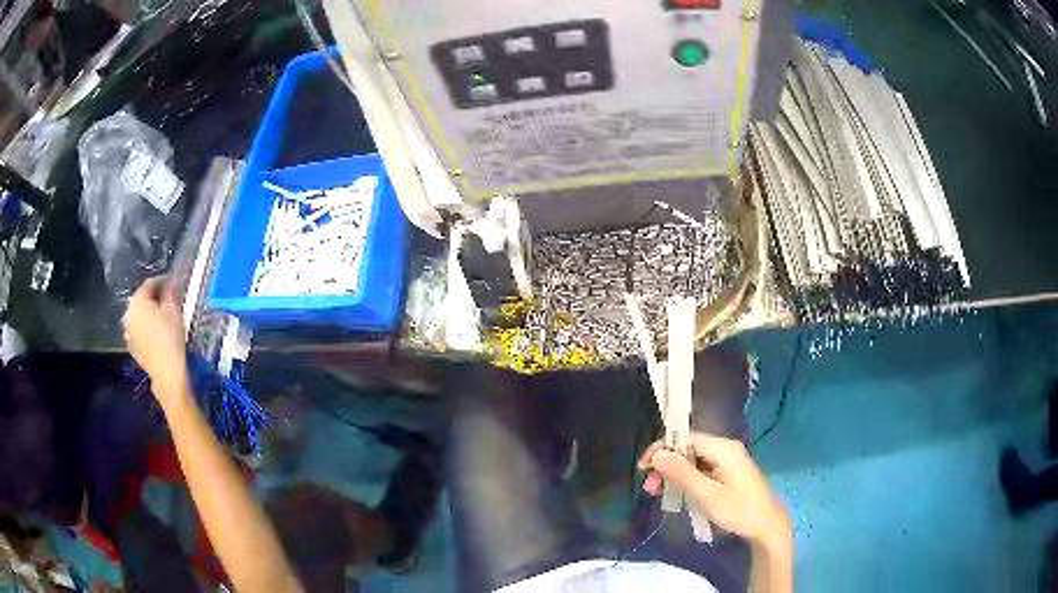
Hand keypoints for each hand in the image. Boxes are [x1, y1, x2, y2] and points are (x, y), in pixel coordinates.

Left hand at [124, 277, 187, 403]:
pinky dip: (148, 329)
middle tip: (170, 302)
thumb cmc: (170, 336)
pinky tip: (158, 335)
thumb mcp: (174, 309)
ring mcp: (128, 332)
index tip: (175, 285)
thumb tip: (171, 282)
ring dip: (151, 315)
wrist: (167, 373)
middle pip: (143, 300)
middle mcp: (128, 313)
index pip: (150, 283)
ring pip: (140, 316)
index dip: (164, 281)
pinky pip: (140, 331)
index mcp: (137, 300)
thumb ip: (171, 292)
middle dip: (155, 299)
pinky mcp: (132, 347)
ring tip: (164, 319)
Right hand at [639, 433, 789, 549]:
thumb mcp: (706, 495)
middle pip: (688, 448)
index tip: (644, 469)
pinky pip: (702, 468)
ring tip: (660, 493)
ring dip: (675, 474)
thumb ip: (682, 473)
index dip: (661, 449)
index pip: (685, 438)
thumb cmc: (738, 510)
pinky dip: (687, 479)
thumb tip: (657, 454)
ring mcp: (728, 460)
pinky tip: (679, 493)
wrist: (767, 525)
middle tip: (650, 488)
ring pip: (693, 460)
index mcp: (722, 448)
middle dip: (666, 465)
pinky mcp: (729, 472)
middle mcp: (725, 448)